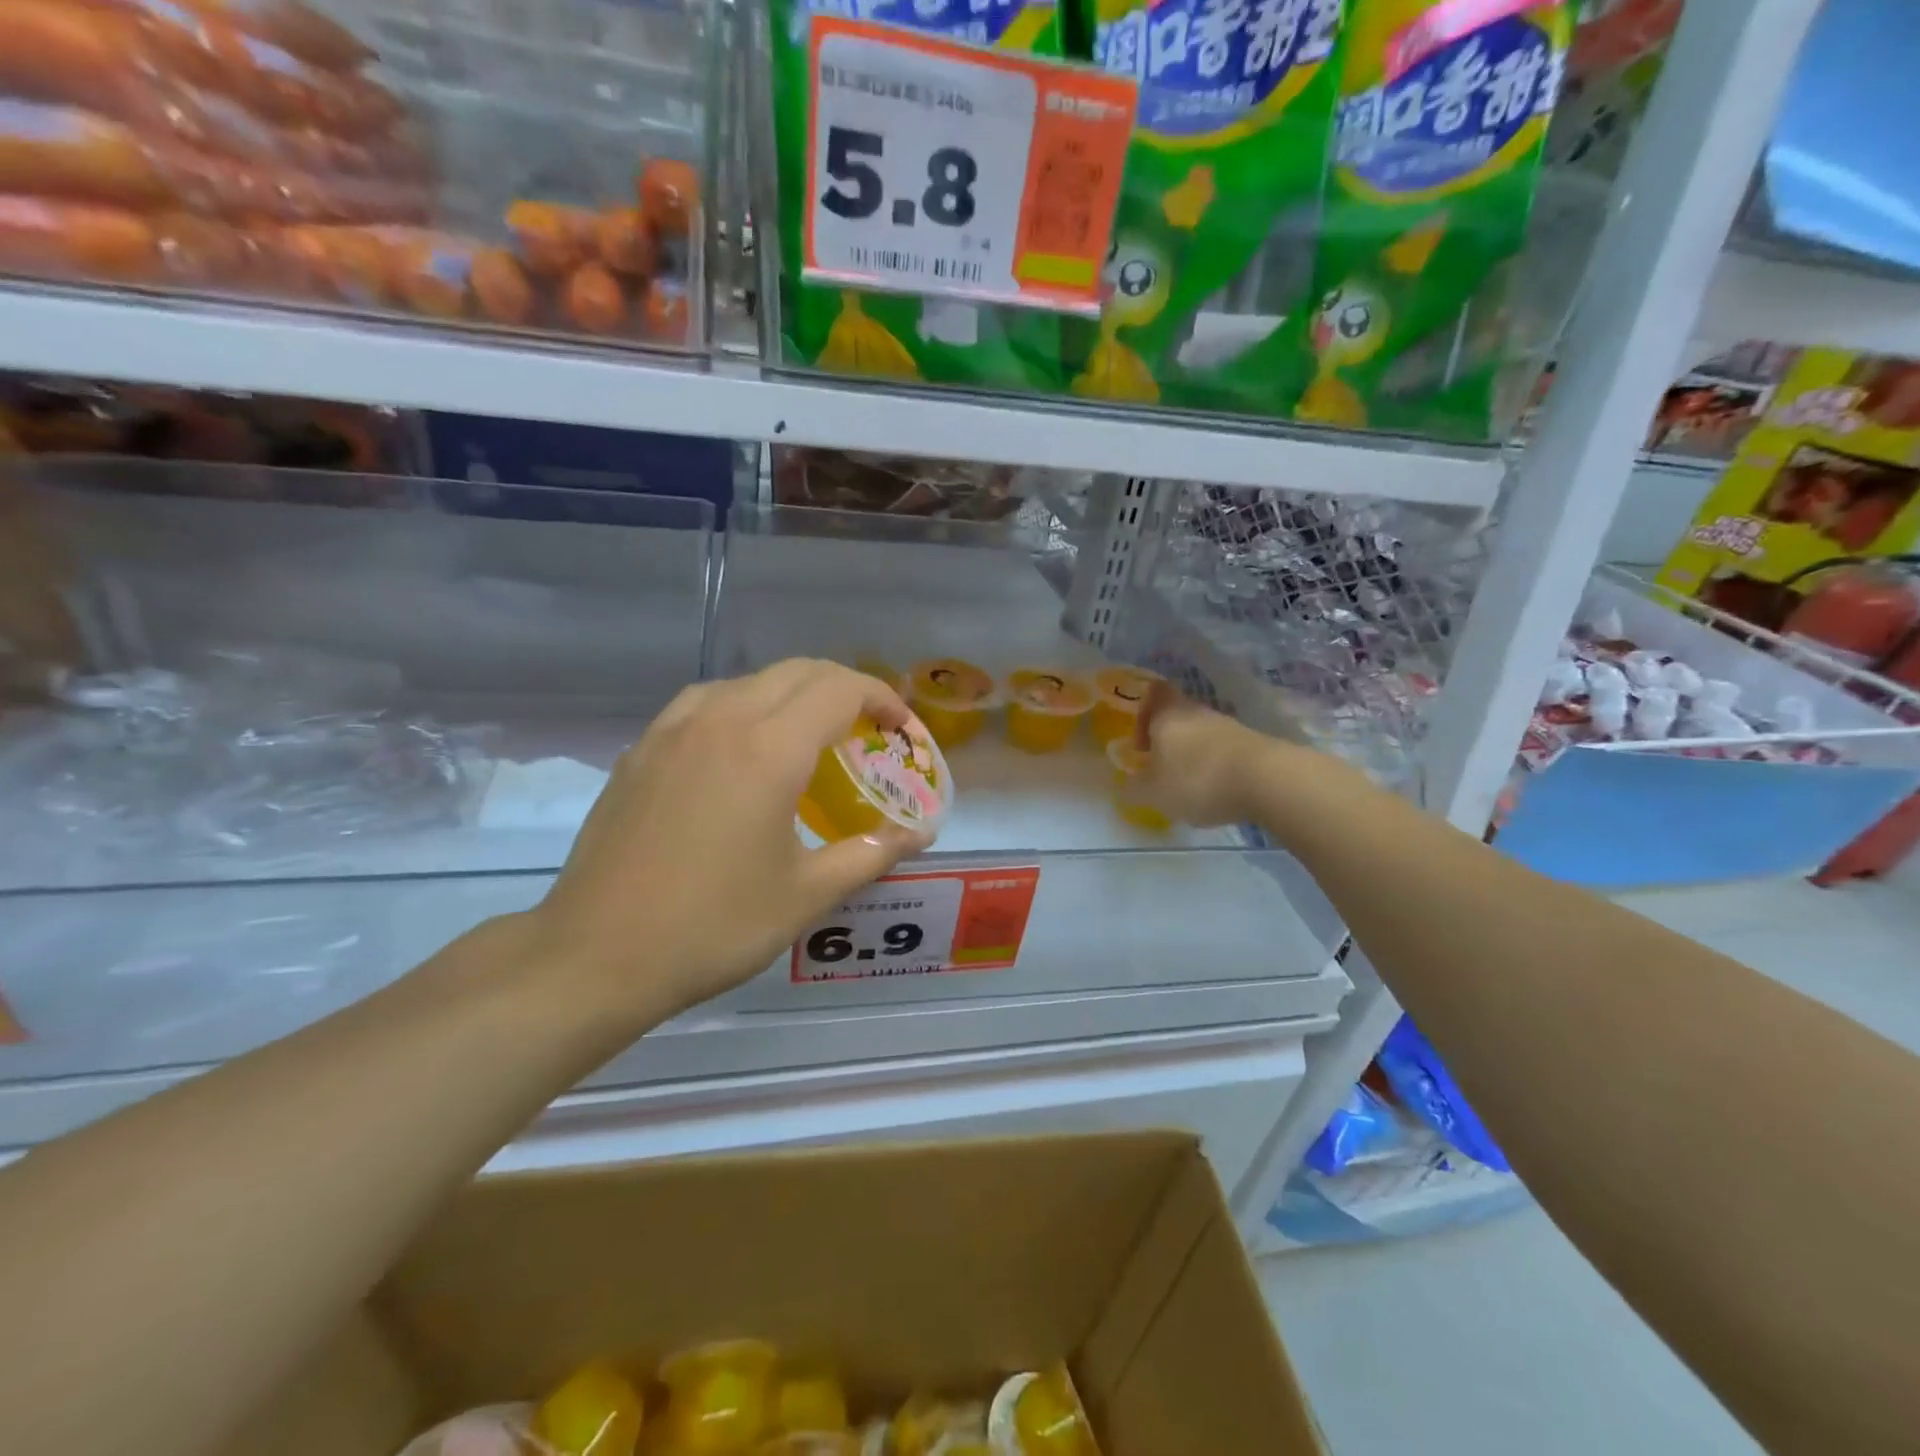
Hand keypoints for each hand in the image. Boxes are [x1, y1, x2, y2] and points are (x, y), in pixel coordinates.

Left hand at [531, 660, 930, 1021]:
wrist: (595, 956)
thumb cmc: (713, 926)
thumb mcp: (806, 895)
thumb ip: (870, 853)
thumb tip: (919, 835)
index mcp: (769, 749)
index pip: (840, 689)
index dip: (881, 698)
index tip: (901, 729)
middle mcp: (722, 720)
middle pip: (798, 672)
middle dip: (844, 689)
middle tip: (867, 730)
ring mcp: (673, 730)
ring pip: (748, 680)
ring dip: (792, 693)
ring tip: (808, 736)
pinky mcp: (640, 750)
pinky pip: (704, 702)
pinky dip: (743, 706)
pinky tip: (741, 748)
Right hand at [1134, 683, 1276, 826]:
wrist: (1268, 780)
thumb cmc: (1197, 780)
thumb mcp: (1154, 793)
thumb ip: (1135, 788)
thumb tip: (1127, 785)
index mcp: (1167, 715)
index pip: (1154, 694)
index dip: (1144, 713)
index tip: (1141, 743)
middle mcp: (1197, 712)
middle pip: (1177, 715)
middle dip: (1167, 741)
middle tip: (1161, 769)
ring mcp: (1228, 726)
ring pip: (1201, 733)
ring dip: (1191, 754)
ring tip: (1188, 786)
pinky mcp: (1252, 744)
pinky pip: (1223, 750)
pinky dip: (1215, 766)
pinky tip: (1216, 791)